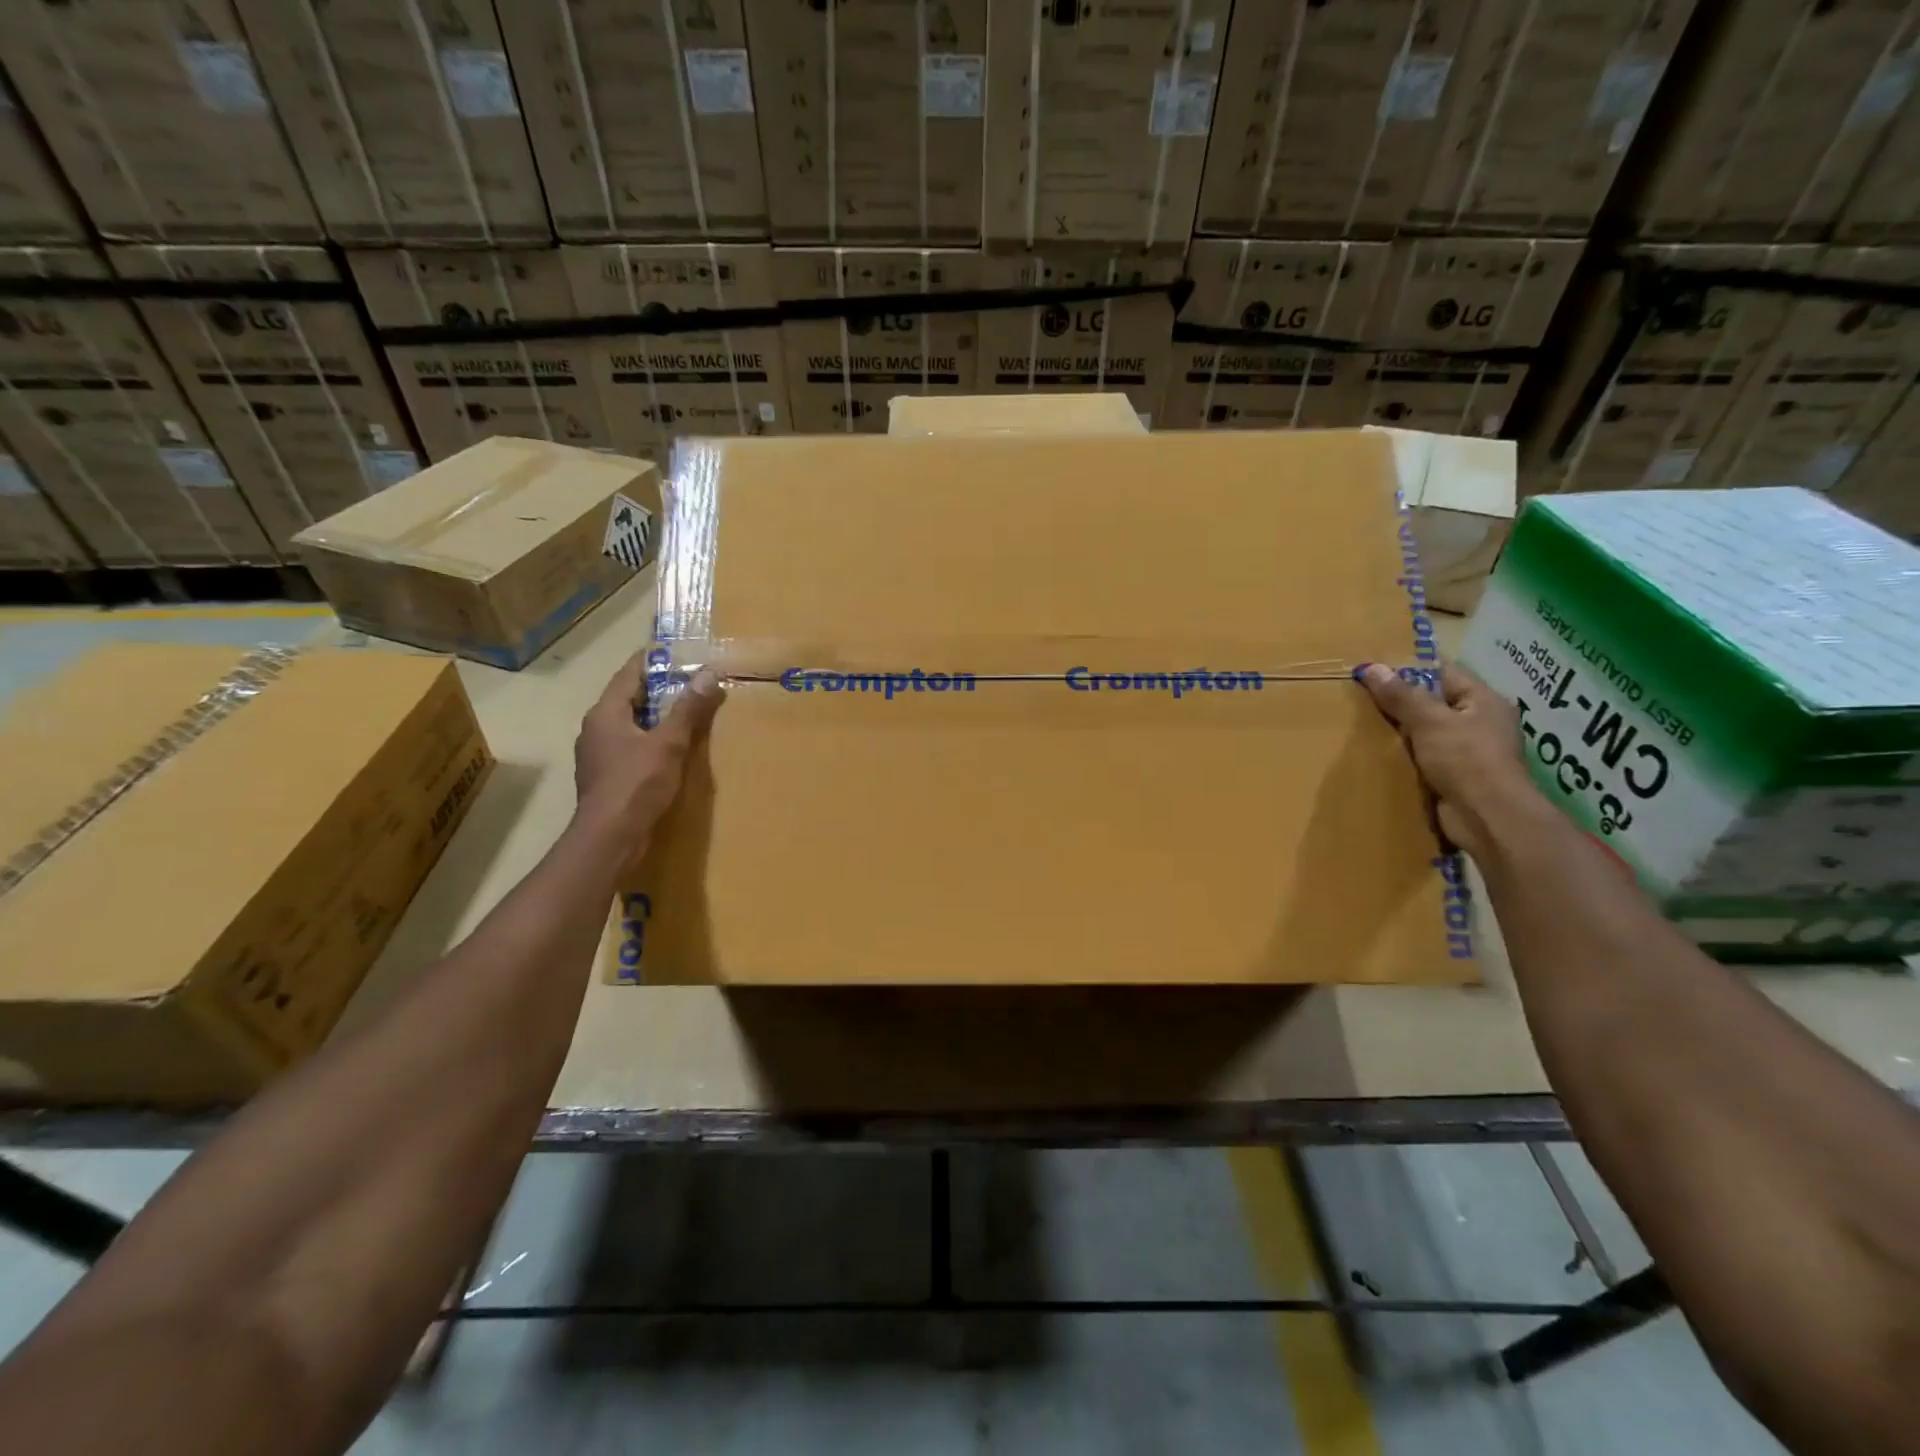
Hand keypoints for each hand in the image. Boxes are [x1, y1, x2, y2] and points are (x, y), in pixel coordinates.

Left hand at [574, 654, 725, 869]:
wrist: (610, 839)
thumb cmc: (636, 785)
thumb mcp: (669, 744)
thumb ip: (688, 710)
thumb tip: (709, 674)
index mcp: (605, 714)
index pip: (629, 674)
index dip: (654, 660)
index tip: (678, 650)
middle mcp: (596, 729)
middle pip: (630, 698)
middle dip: (661, 688)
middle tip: (694, 679)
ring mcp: (600, 755)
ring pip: (632, 724)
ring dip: (658, 716)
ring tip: (689, 710)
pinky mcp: (609, 777)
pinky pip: (633, 746)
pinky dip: (654, 739)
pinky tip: (675, 747)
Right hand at [1357, 661, 1542, 858]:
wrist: (1487, 817)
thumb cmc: (1465, 759)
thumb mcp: (1429, 721)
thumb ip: (1401, 695)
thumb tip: (1372, 668)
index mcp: (1483, 701)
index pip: (1444, 673)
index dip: (1409, 669)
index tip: (1374, 671)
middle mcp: (1481, 722)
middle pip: (1434, 702)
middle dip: (1401, 702)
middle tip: (1362, 698)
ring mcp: (1470, 751)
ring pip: (1427, 732)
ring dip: (1401, 731)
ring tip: (1363, 725)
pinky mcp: (1457, 776)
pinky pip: (1425, 757)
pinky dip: (1406, 755)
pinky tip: (1380, 754)